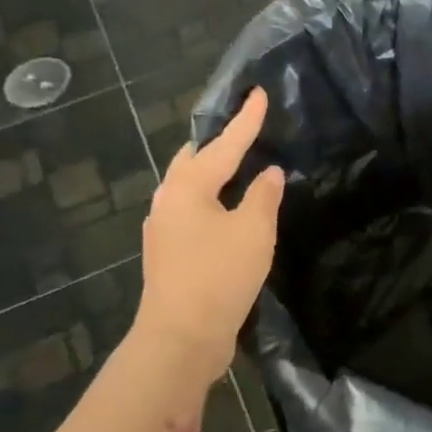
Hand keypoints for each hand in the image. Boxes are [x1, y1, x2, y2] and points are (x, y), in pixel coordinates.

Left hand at [132, 87, 284, 388]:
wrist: (181, 338)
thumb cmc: (219, 276)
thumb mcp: (253, 232)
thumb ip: (263, 196)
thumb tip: (268, 173)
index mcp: (187, 187)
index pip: (224, 144)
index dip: (246, 120)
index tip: (258, 93)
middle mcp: (167, 201)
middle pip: (193, 160)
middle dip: (217, 143)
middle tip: (243, 130)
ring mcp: (163, 230)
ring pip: (188, 188)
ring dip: (212, 174)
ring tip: (237, 167)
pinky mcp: (169, 254)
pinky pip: (191, 213)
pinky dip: (210, 201)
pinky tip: (226, 211)